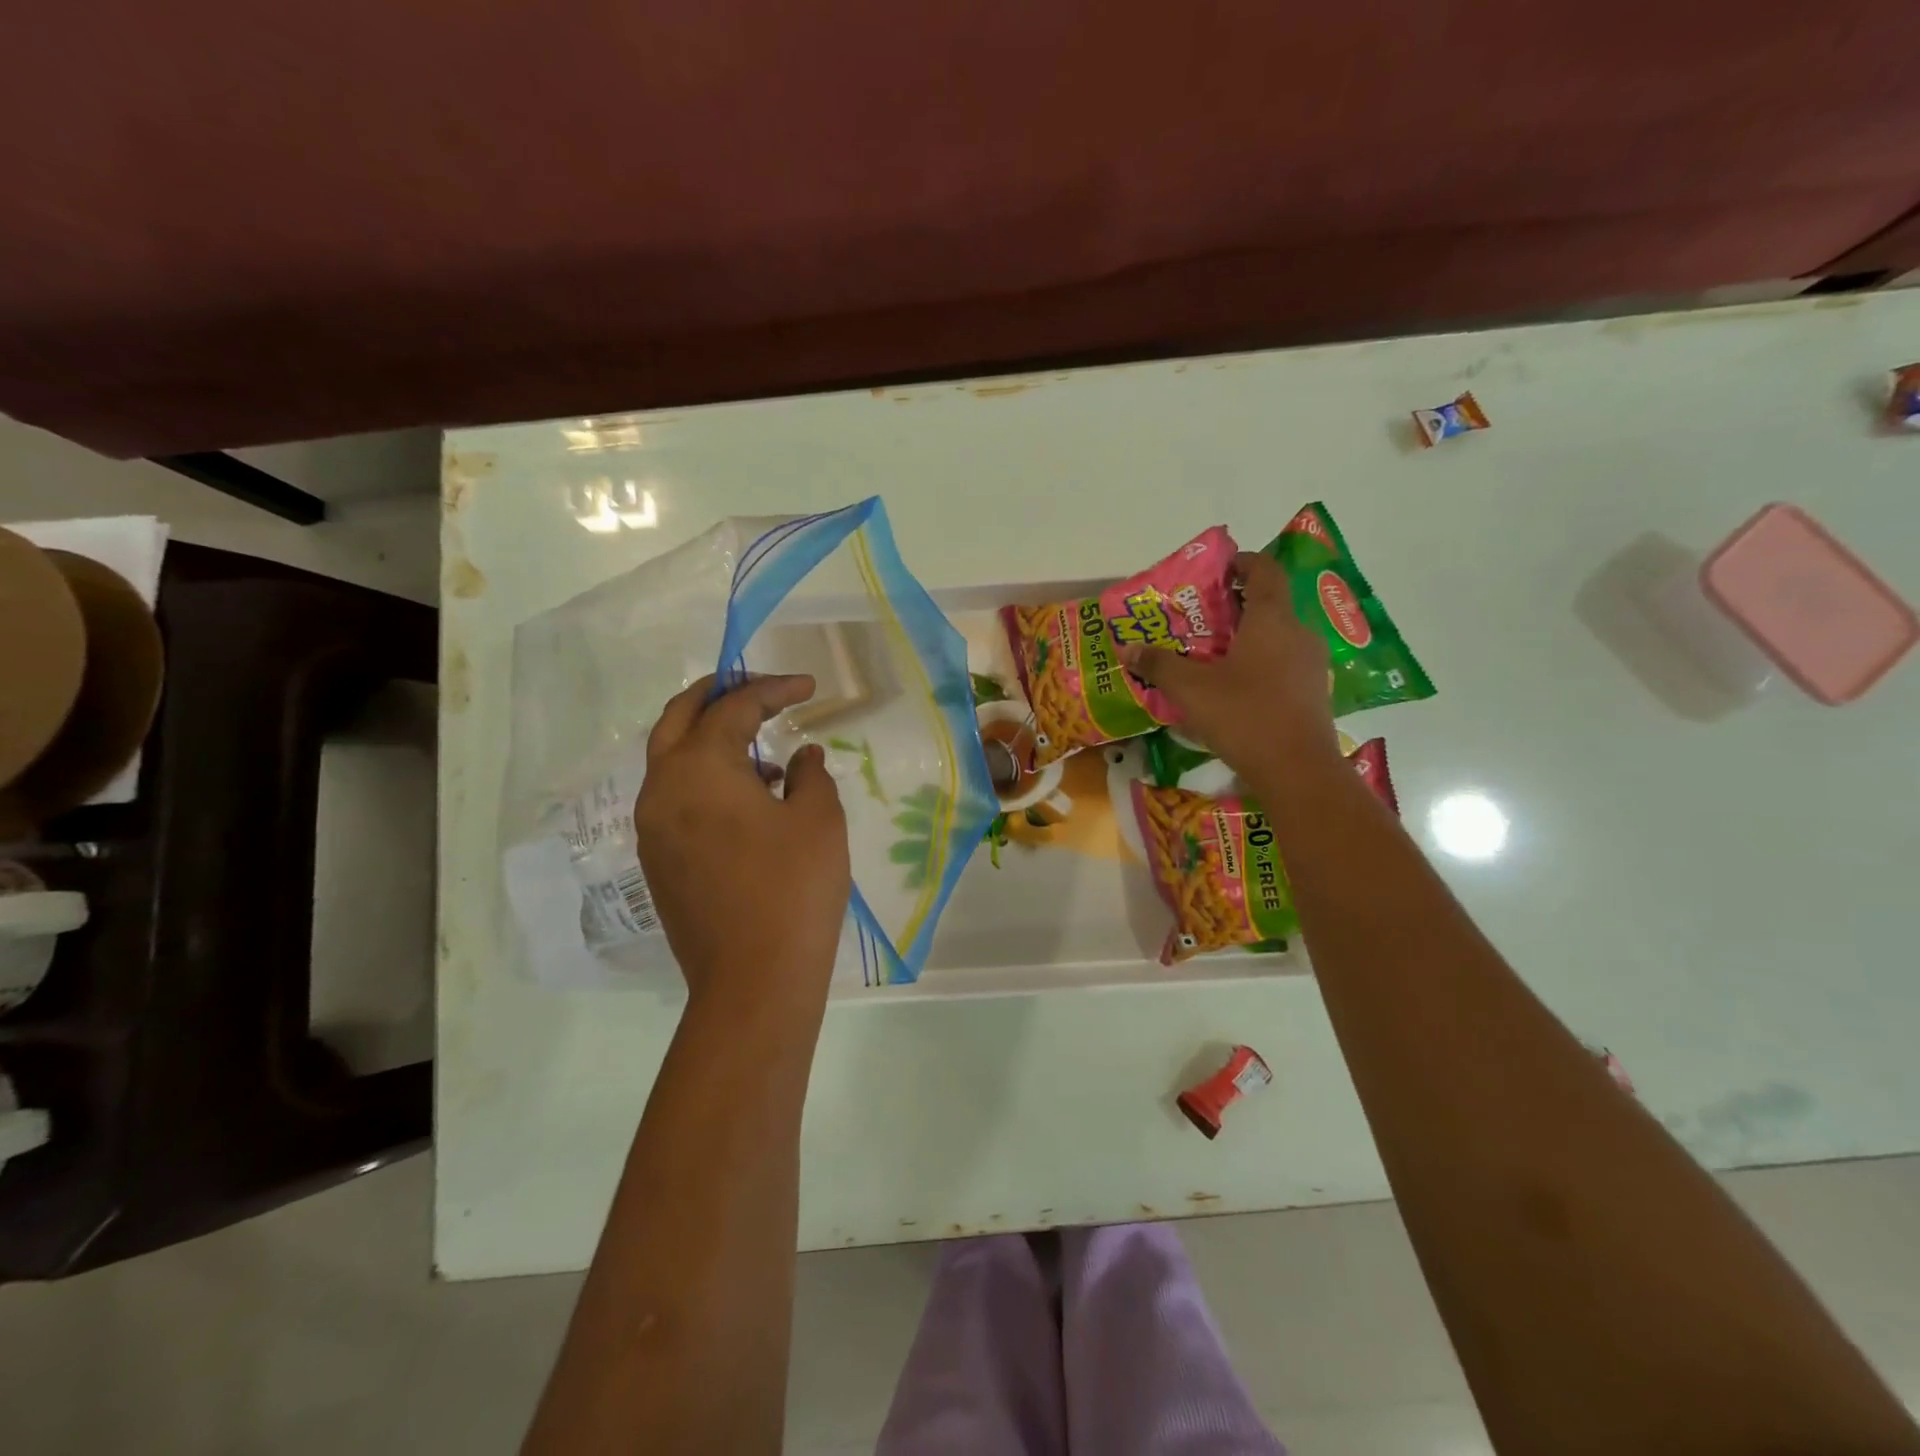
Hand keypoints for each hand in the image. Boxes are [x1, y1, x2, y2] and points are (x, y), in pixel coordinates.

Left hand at [635, 674, 849, 1013]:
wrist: (754, 981)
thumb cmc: (794, 888)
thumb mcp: (819, 819)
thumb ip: (811, 774)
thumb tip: (801, 757)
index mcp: (697, 768)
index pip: (733, 708)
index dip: (773, 689)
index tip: (809, 686)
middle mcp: (661, 790)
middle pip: (678, 719)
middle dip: (717, 695)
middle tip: (756, 687)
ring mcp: (652, 829)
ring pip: (671, 760)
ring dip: (710, 740)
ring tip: (764, 753)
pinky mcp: (658, 863)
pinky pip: (675, 799)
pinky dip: (705, 780)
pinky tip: (749, 801)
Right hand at [1121, 551, 1340, 783]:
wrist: (1298, 770)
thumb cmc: (1244, 715)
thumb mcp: (1190, 689)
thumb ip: (1159, 664)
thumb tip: (1127, 648)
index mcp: (1272, 619)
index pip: (1265, 570)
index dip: (1242, 562)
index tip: (1216, 570)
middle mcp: (1298, 634)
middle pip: (1269, 605)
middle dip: (1235, 606)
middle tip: (1200, 619)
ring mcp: (1311, 665)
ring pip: (1277, 637)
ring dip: (1247, 639)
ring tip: (1212, 656)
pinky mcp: (1313, 694)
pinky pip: (1284, 665)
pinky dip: (1260, 665)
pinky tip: (1235, 689)